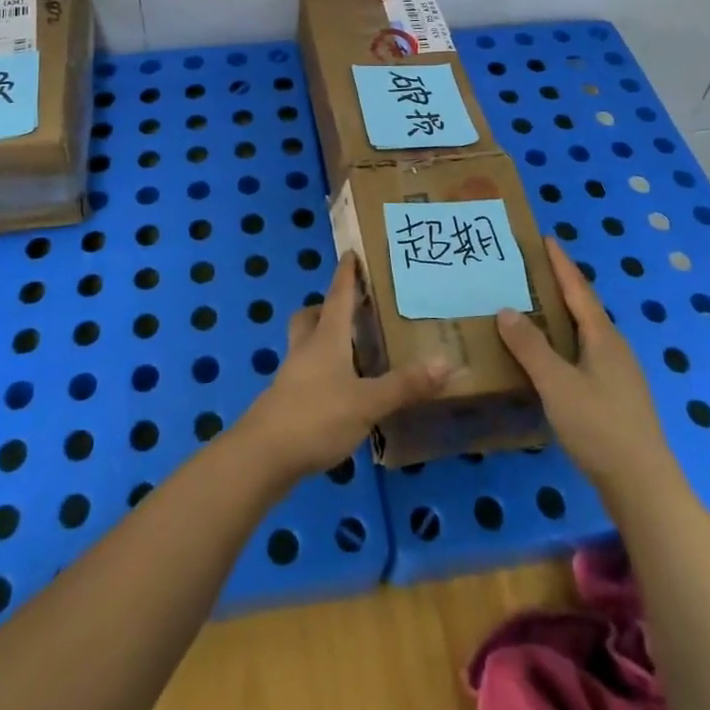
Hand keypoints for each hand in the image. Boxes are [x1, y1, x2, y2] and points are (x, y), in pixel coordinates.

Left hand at [236, 252, 451, 484]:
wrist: (263, 455)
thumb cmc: (316, 416)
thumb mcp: (367, 403)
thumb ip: (404, 385)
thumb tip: (446, 362)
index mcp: (326, 338)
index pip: (338, 296)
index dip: (346, 275)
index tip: (350, 253)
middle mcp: (306, 349)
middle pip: (311, 316)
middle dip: (327, 307)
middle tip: (350, 310)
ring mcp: (292, 375)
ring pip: (305, 344)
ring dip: (323, 340)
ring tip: (350, 352)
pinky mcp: (286, 402)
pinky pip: (305, 373)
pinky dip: (321, 372)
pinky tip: (338, 392)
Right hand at [497, 238, 670, 501]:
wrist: (644, 488)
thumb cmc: (600, 427)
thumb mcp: (557, 384)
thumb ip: (530, 347)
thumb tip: (506, 309)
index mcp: (603, 337)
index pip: (578, 289)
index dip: (561, 264)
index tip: (545, 239)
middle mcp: (614, 349)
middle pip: (584, 308)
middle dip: (560, 287)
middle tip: (530, 271)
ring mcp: (619, 375)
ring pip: (585, 334)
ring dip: (561, 317)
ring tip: (533, 309)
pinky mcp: (616, 398)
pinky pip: (585, 355)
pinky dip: (565, 344)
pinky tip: (550, 358)